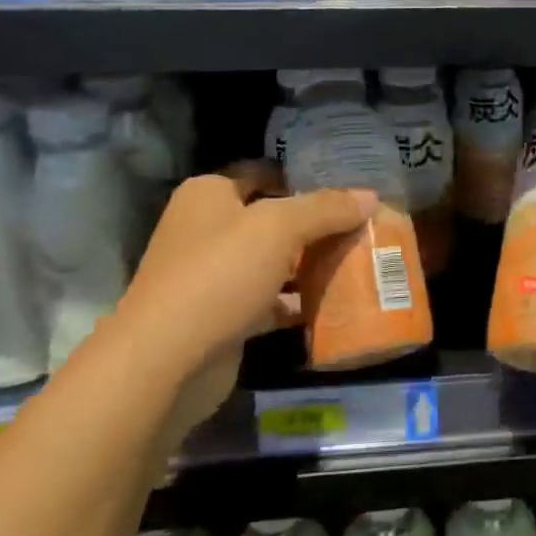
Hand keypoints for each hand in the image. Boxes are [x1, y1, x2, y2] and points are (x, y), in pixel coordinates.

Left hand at [117, 166, 375, 431]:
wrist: (166, 362)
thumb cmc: (219, 275)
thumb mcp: (280, 228)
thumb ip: (327, 209)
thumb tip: (370, 196)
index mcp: (209, 194)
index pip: (265, 173)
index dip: (305, 177)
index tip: (349, 189)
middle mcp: (207, 229)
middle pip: (274, 219)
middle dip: (317, 225)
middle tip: (364, 226)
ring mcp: (213, 276)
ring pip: (274, 262)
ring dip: (312, 264)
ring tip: (361, 262)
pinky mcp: (224, 317)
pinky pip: (271, 301)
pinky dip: (299, 302)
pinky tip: (337, 304)